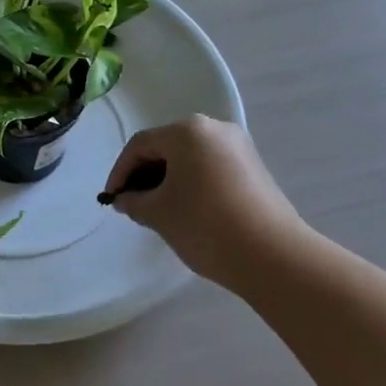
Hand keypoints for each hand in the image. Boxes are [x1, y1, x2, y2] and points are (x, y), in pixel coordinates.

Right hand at [100, 116, 309, 288]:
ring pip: (190, 158)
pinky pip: (211, 168)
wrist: (274, 256)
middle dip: (144, 175)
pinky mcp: (255, 169)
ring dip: (168, 180)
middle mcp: (215, 129)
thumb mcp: (158, 213)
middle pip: (166, 147)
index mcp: (187, 131)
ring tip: (157, 210)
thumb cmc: (205, 225)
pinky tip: (187, 210)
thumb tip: (125, 199)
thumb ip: (133, 201)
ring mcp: (239, 148)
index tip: (111, 199)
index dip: (120, 172)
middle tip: (132, 204)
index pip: (140, 145)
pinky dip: (192, 184)